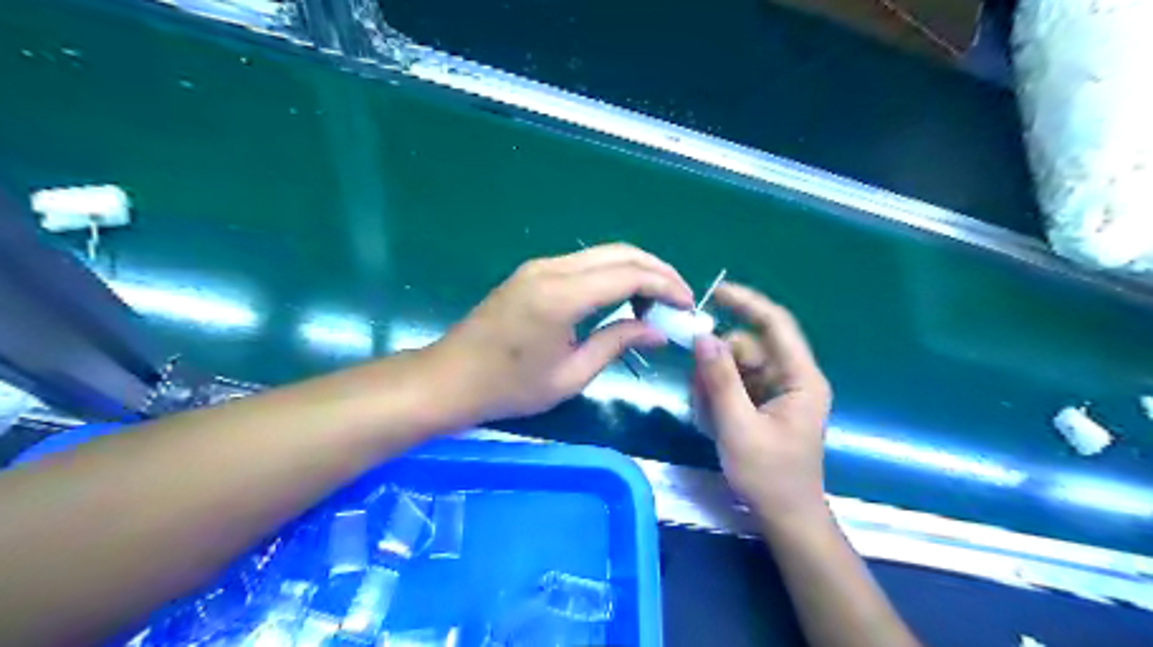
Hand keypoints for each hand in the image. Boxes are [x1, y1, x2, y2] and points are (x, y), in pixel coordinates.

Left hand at [425, 244, 686, 424]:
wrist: (450, 378)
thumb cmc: (509, 387)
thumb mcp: (570, 375)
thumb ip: (617, 343)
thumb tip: (659, 331)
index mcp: (562, 296)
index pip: (629, 275)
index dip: (665, 286)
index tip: (687, 306)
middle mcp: (552, 269)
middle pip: (620, 253)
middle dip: (657, 272)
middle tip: (679, 299)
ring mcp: (540, 266)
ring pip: (603, 253)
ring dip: (636, 270)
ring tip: (656, 302)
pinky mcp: (533, 272)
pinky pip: (584, 263)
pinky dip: (612, 274)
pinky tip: (622, 297)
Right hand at [694, 285, 828, 523]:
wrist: (784, 518)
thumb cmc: (769, 477)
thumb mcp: (738, 427)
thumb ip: (721, 380)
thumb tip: (703, 335)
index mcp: (800, 378)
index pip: (776, 324)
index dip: (747, 303)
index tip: (713, 292)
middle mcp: (791, 377)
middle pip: (747, 347)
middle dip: (718, 364)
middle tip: (700, 393)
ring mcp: (776, 390)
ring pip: (735, 365)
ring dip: (714, 384)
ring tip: (709, 417)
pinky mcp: (763, 403)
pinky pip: (734, 383)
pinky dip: (717, 396)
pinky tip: (713, 422)